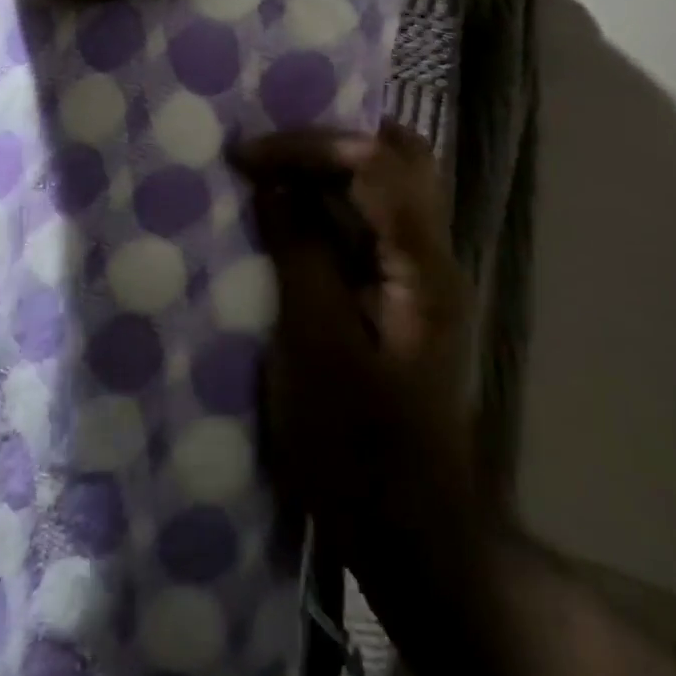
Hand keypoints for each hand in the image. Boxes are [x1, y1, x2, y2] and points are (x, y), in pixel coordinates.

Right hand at [230, 121, 486, 593]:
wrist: (407, 531)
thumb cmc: (356, 447)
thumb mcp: (314, 346)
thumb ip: (299, 253)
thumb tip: (274, 183)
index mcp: (422, 265)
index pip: (376, 162)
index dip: (308, 146)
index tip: (243, 158)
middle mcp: (432, 257)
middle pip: (398, 160)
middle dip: (329, 144)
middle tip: (268, 152)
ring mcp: (418, 277)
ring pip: (385, 190)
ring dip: (329, 172)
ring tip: (269, 172)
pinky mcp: (397, 299)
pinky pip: (367, 228)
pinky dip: (328, 210)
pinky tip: (287, 220)